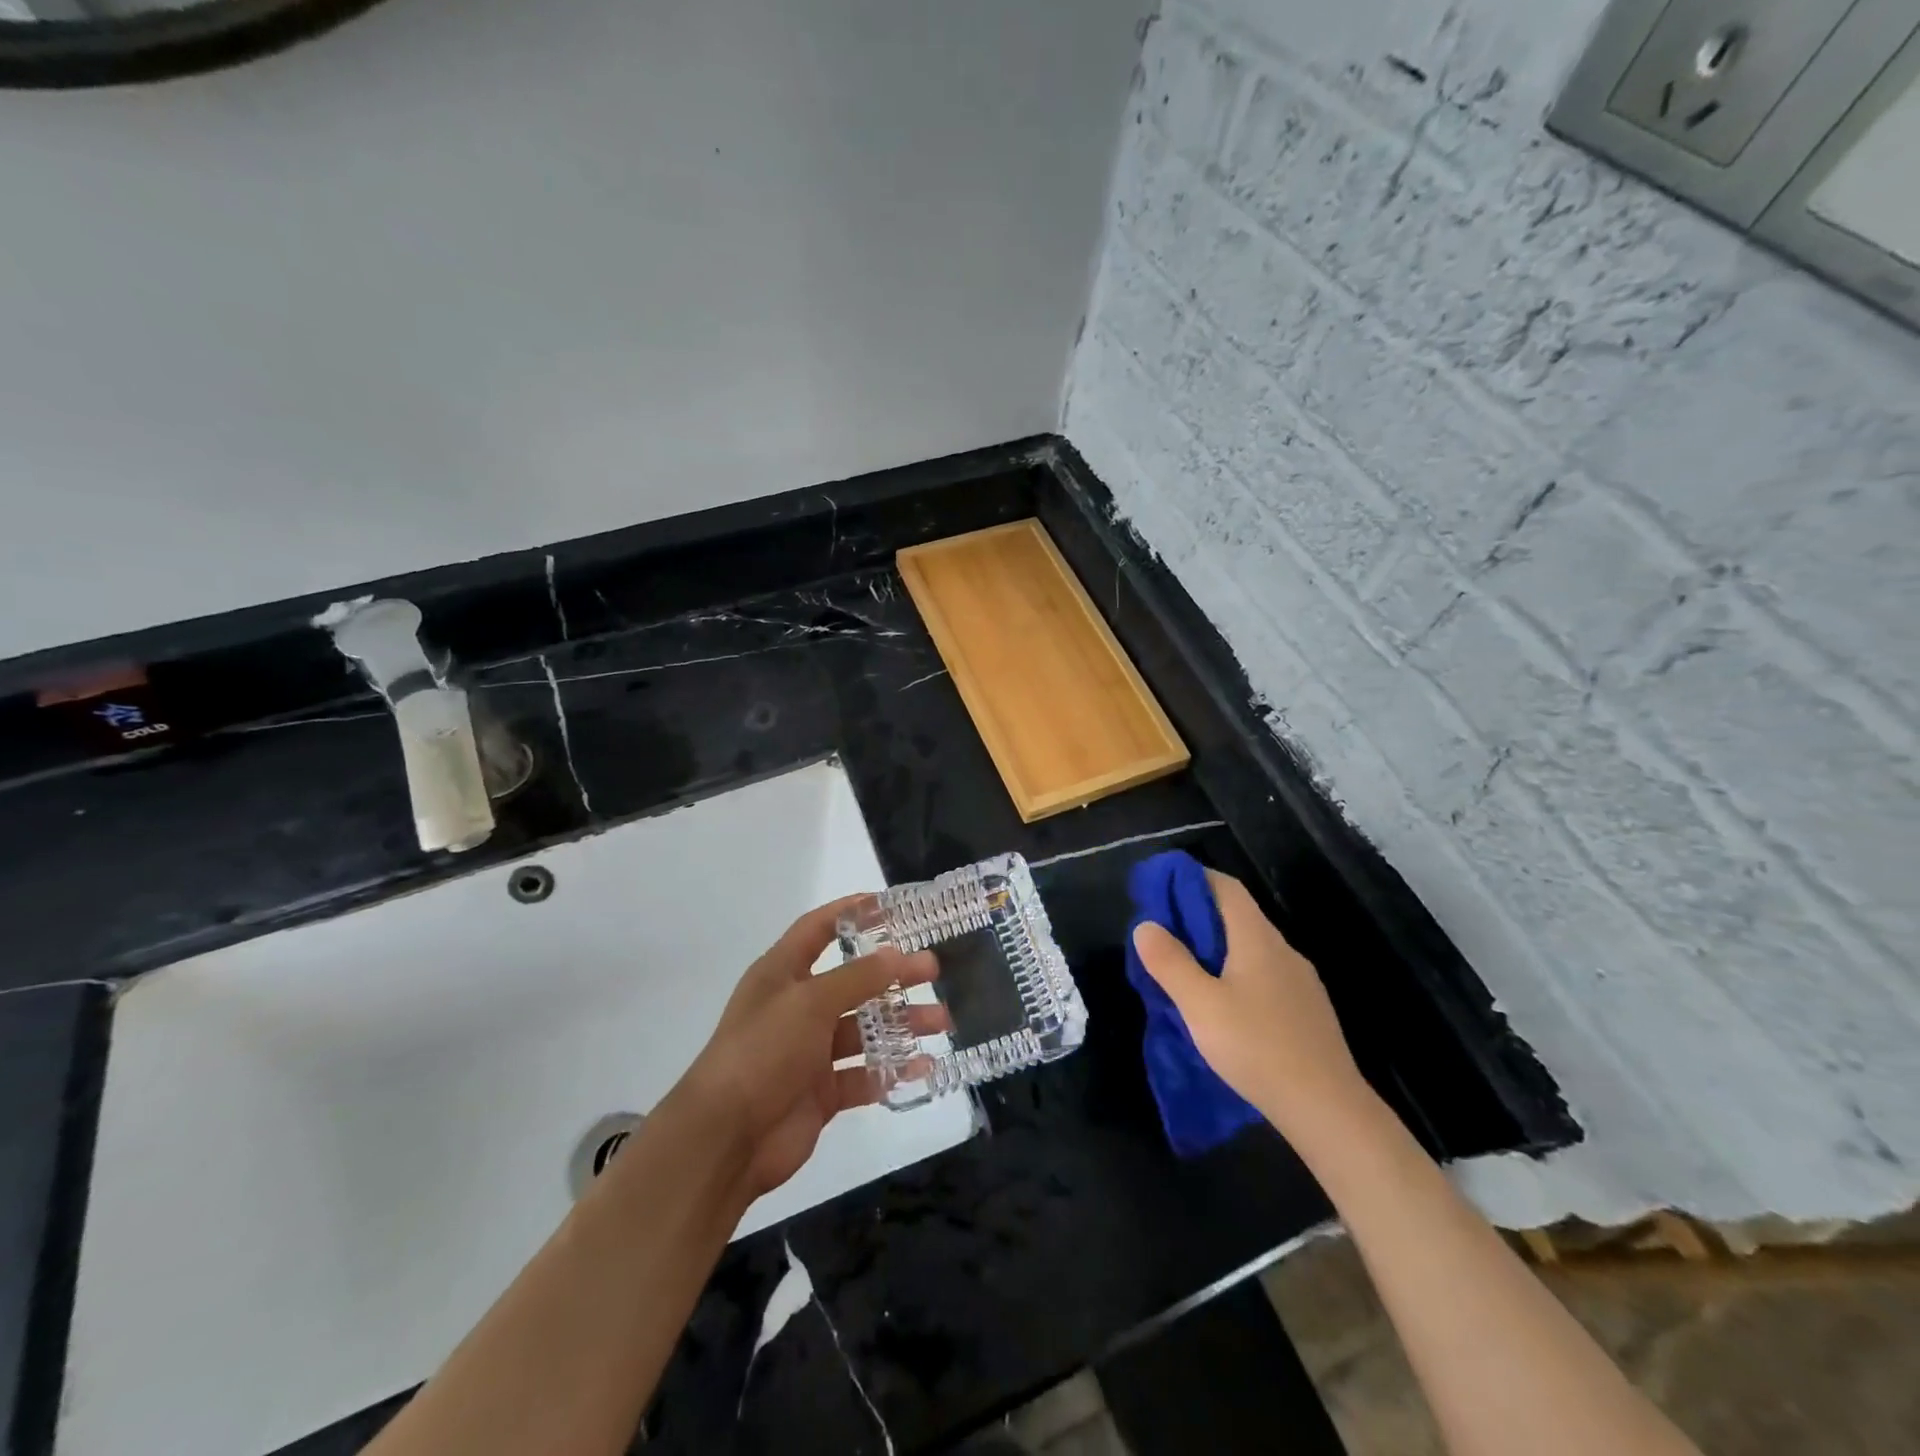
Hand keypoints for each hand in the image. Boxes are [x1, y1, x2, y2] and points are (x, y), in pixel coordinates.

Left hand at [676, 896, 946, 1199]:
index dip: (849, 912)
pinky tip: (924, 1066)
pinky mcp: (821, 1092)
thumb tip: (897, 953)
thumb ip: (856, 977)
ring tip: (941, 1020)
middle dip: (892, 974)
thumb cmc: (762, 1051)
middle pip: (852, 980)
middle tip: (933, 969)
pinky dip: (892, 1070)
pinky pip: (864, 1075)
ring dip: (902, 1023)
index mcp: (781, 974)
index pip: (817, 929)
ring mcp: (809, 1051)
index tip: (889, 904)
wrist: (725, 1139)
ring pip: (864, 1029)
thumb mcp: (809, 1003)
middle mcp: (796, 1007)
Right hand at [1131, 871, 1371, 1143]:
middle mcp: (1283, 950)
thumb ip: (1170, 962)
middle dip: (1197, 917)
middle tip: (1161, 935)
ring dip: (1215, 948)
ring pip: (1250, 948)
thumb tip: (1146, 925)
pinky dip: (1235, 973)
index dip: (1191, 879)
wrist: (1329, 1110)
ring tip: (1184, 970)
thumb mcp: (1200, 1006)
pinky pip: (1263, 974)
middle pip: (1237, 915)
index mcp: (1257, 938)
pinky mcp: (1306, 1010)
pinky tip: (1222, 1005)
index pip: (1225, 886)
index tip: (1159, 889)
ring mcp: (1300, 981)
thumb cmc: (1258, 1048)